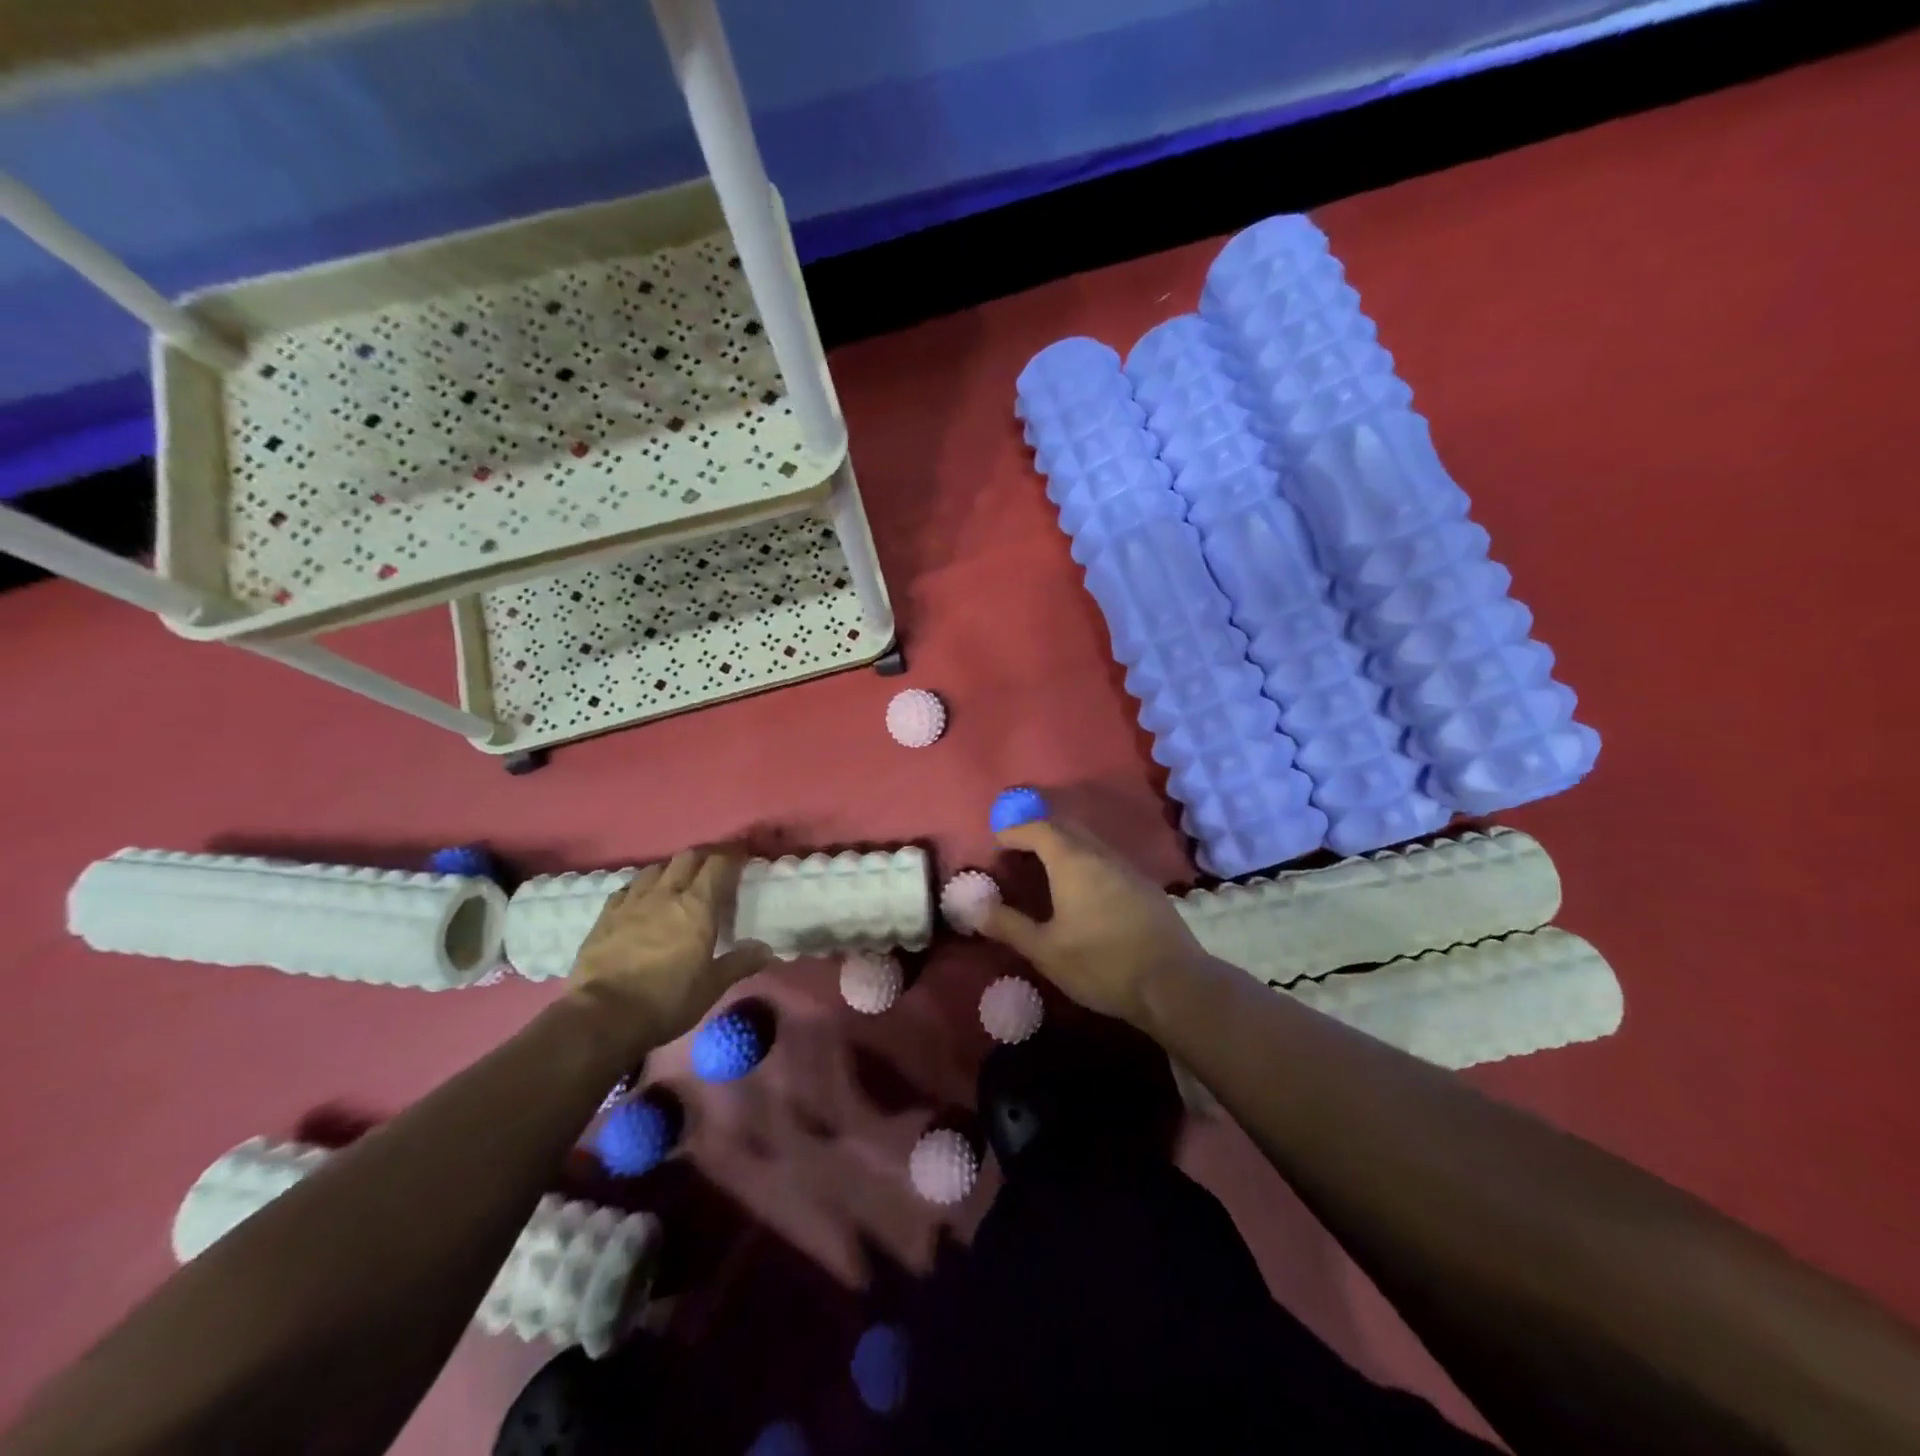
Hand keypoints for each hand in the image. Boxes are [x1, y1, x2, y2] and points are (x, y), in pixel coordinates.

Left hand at [569, 849, 770, 1044]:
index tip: (743, 855)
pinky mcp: (605, 916)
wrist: (603, 1016)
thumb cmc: (667, 1000)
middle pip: (687, 857)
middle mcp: (665, 894)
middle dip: (703, 856)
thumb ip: (740, 963)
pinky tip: (641, 899)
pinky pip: (626, 888)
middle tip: (713, 867)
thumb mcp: (712, 986)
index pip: (719, 864)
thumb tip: (766, 950)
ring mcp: (632, 902)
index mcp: (697, 906)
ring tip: (676, 882)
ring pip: (655, 868)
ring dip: (670, 869)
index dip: (733, 855)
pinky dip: (640, 887)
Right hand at [981, 817, 1206, 1027]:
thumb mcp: (1046, 950)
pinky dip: (1086, 861)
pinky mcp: (1145, 886)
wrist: (1173, 983)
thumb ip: (1009, 926)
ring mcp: (1128, 868)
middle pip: (1066, 828)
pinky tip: (1083, 889)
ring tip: (1046, 867)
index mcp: (1073, 862)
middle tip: (1018, 849)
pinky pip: (1107, 860)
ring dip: (1065, 846)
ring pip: (1090, 843)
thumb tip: (975, 909)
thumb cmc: (1101, 963)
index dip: (1015, 830)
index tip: (998, 841)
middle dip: (1039, 832)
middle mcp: (1101, 854)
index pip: (1039, 828)